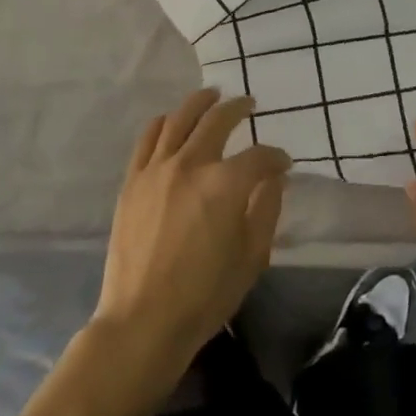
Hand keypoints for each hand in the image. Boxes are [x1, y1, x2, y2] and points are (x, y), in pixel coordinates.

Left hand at [91, 89, 291, 393]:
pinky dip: (163, 123)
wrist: (144, 319)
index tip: (283, 164)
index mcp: (226, 184)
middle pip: (217, 121)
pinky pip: (148, 139)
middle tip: (249, 104)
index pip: (259, 157)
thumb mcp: (252, 256)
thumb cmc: (206, 294)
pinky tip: (171, 120)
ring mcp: (156, 170)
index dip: (276, 158)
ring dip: (199, 103)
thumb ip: (267, 210)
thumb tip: (274, 179)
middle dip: (239, 109)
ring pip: (180, 119)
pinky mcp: (132, 181)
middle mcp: (191, 164)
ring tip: (211, 96)